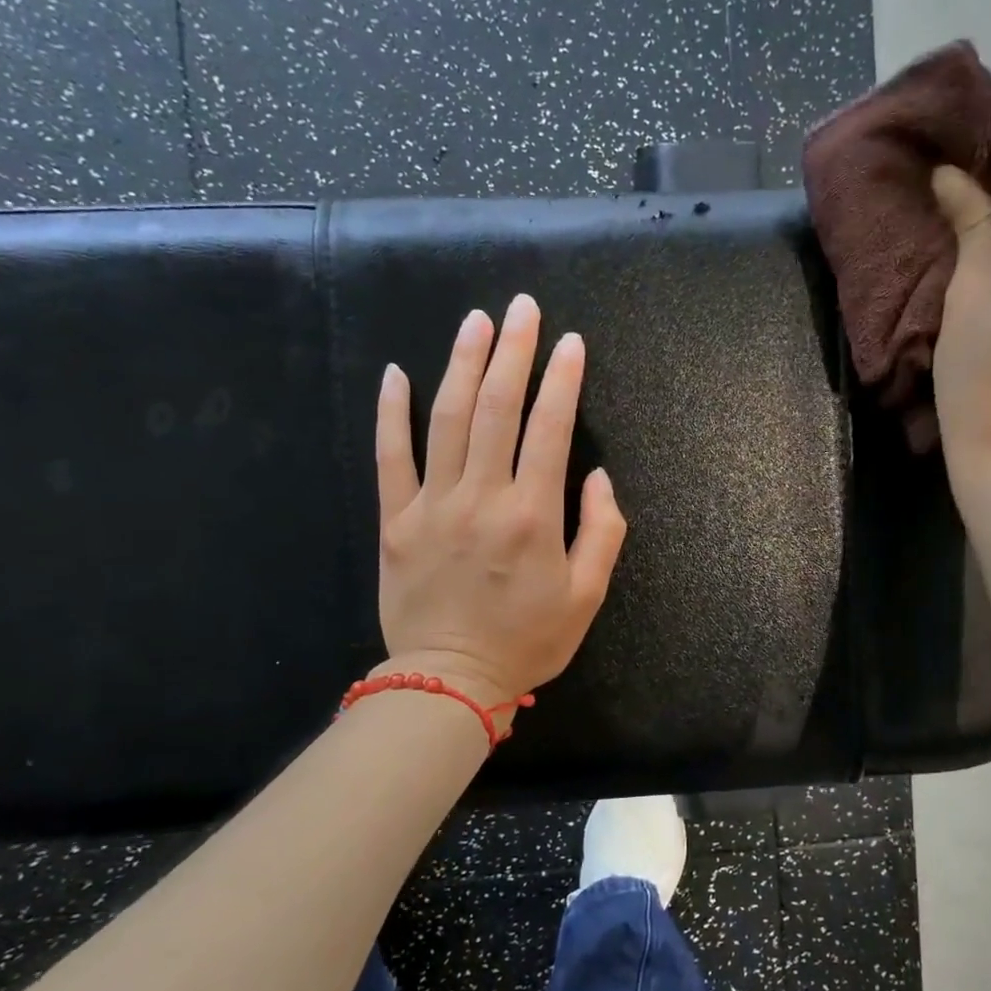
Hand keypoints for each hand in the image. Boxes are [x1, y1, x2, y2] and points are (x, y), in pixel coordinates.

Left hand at [374, 294, 627, 704]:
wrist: (451, 682)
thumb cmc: (528, 642)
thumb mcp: (588, 596)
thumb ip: (602, 531)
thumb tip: (595, 474)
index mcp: (533, 516)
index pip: (550, 429)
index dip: (563, 380)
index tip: (571, 343)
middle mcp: (482, 498)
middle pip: (497, 409)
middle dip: (513, 352)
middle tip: (522, 308)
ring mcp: (432, 505)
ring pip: (446, 419)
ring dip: (463, 364)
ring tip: (477, 321)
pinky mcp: (395, 521)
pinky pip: (389, 457)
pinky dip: (390, 412)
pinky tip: (396, 372)